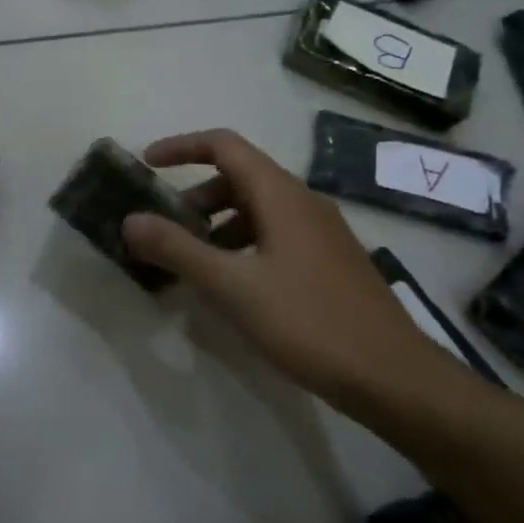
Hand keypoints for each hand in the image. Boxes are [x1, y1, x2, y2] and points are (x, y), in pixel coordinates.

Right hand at [121, 128, 461, 405]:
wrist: (393, 376)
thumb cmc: (308, 322)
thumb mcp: (232, 286)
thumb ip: (177, 249)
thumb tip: (130, 220)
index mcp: (281, 195)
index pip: (224, 146)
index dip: (181, 147)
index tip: (146, 165)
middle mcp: (303, 202)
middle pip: (239, 176)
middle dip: (195, 194)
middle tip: (164, 227)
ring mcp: (321, 232)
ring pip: (257, 208)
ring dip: (217, 222)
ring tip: (191, 260)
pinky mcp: (329, 261)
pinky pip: (274, 234)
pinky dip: (241, 243)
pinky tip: (231, 284)